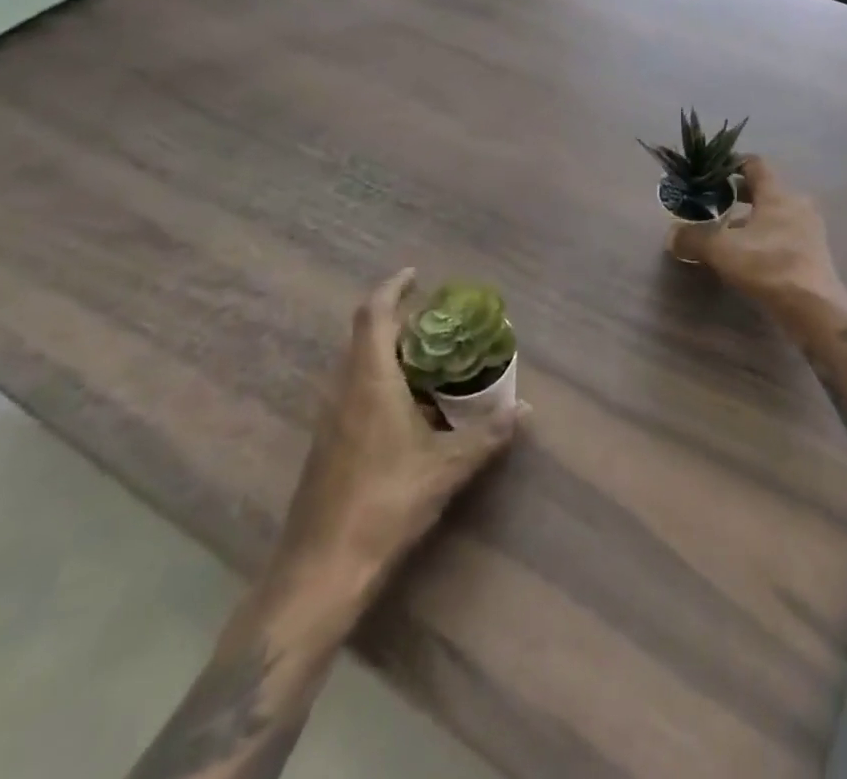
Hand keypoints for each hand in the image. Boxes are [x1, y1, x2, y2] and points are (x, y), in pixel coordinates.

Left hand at [267, 269, 521, 618]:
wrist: (320, 573)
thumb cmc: (384, 505)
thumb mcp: (446, 468)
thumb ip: (487, 435)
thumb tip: (526, 411)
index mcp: (369, 382)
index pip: (373, 315)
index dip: (393, 288)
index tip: (416, 274)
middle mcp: (344, 391)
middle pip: (365, 337)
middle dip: (400, 321)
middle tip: (440, 320)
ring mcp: (331, 420)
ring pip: (359, 367)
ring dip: (392, 354)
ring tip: (434, 359)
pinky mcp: (328, 446)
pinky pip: (356, 393)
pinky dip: (384, 383)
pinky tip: (414, 409)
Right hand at [670, 157, 839, 306]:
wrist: (815, 307)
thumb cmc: (769, 266)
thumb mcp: (723, 251)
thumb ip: (694, 239)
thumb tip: (672, 235)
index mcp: (777, 193)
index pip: (755, 164)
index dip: (732, 164)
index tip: (712, 174)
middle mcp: (797, 203)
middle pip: (765, 189)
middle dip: (739, 194)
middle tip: (715, 204)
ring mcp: (810, 228)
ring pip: (775, 213)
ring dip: (753, 219)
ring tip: (729, 234)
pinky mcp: (815, 251)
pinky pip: (785, 234)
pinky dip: (767, 237)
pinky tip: (751, 256)